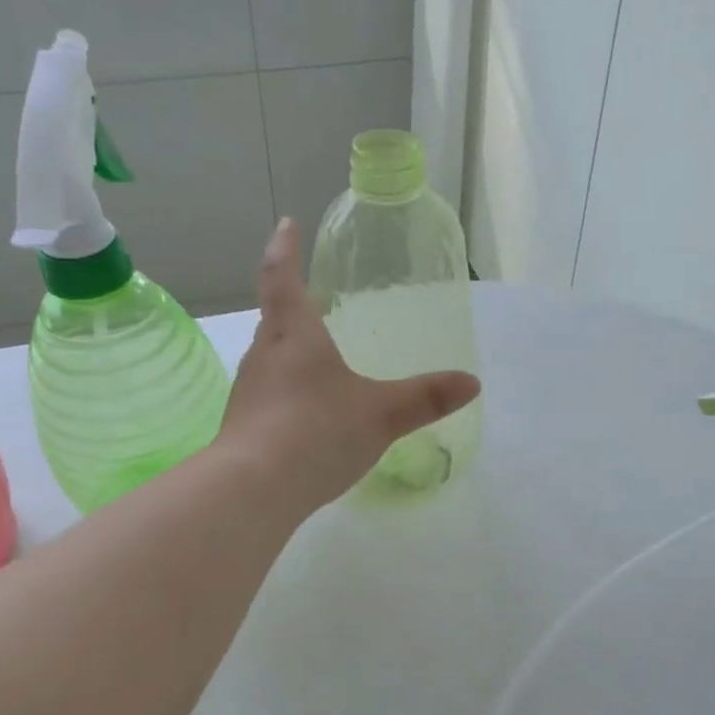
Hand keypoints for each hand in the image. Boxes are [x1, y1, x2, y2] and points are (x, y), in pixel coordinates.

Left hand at [218, 220, 480, 511]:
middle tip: (313, 303)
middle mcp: (264, 356)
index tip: (287, 224)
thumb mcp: (379, 415)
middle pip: (275, 321)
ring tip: (315, 362)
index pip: (282, 278)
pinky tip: (305, 418)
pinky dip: (287, 395)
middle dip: (292, 308)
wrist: (252, 490)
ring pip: (270, 361)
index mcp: (293, 336)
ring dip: (289, 354)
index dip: (285, 249)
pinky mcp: (243, 428)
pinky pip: (268, 398)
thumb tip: (472, 382)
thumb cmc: (316, 433)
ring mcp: (248, 394)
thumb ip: (424, 399)